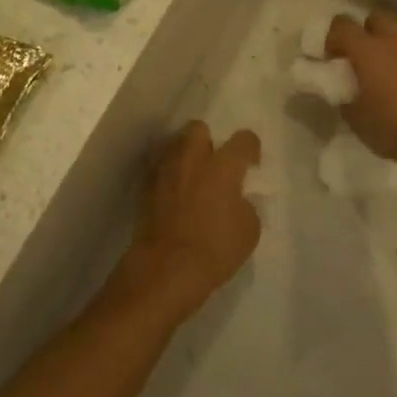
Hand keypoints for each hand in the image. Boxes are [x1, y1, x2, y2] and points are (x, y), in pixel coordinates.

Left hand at [123, 121, 261, 317]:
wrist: (165, 268)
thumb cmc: (214, 249)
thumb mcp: (249, 231)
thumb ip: (245, 204)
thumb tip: (236, 198)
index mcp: (223, 165)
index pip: (243, 139)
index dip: (250, 149)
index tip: (250, 164)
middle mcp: (193, 157)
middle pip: (199, 128)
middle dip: (208, 141)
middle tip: (214, 166)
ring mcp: (166, 168)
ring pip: (175, 144)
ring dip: (185, 155)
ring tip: (191, 178)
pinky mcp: (146, 184)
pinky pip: (160, 167)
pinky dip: (168, 174)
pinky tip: (173, 194)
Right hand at [325, 11, 396, 178]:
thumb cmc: (392, 128)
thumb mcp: (354, 117)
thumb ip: (346, 95)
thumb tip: (347, 89)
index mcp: (367, 49)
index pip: (342, 24)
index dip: (334, 38)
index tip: (334, 59)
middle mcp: (394, 40)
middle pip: (375, 18)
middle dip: (366, 32)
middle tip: (362, 59)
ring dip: (391, 45)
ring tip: (389, 72)